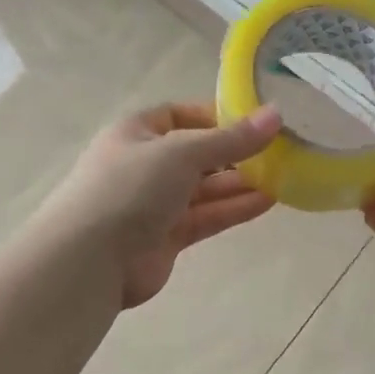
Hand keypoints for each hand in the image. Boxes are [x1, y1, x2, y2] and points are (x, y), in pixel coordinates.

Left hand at [37, 102, 282, 308]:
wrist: (90, 259)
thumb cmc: (131, 187)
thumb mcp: (182, 152)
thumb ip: (231, 138)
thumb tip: (276, 114)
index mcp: (137, 132)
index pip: (181, 115)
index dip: (217, 117)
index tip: (256, 122)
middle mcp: (146, 164)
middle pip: (198, 154)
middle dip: (236, 154)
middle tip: (281, 153)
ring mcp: (156, 203)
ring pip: (206, 188)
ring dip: (241, 183)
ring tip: (284, 178)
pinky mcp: (167, 237)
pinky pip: (206, 217)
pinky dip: (233, 209)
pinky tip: (267, 202)